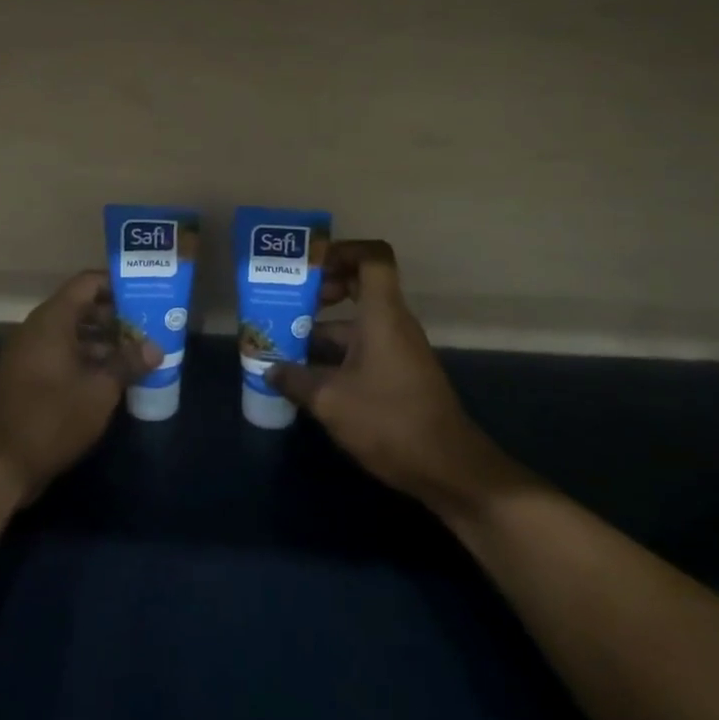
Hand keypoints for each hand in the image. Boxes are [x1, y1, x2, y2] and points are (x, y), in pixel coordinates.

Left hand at [0, 270, 161, 503]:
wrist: (0, 463)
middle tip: (148, 329)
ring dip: (103, 341)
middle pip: (81, 307)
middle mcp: (38, 328)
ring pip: (72, 333)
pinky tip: (112, 378)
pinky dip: (86, 359)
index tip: (145, 296)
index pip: (87, 283)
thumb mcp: (100, 390)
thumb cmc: (53, 417)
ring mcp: (29, 353)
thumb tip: (155, 347)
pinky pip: (61, 354)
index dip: (117, 285)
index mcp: (52, 320)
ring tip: (137, 355)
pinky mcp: (27, 376)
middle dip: (115, 317)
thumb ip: (128, 363)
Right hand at [267, 240, 515, 511]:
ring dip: (321, 328)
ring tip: (282, 344)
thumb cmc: (389, 421)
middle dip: (322, 289)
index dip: (341, 251)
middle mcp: (392, 323)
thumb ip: (295, 379)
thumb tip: (270, 369)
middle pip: (359, 286)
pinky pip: (361, 348)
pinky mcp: (398, 375)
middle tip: (286, 302)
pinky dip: (334, 354)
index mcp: (382, 314)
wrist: (448, 468)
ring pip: (356, 323)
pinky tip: (306, 377)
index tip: (309, 266)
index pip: (372, 257)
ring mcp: (397, 350)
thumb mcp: (330, 400)